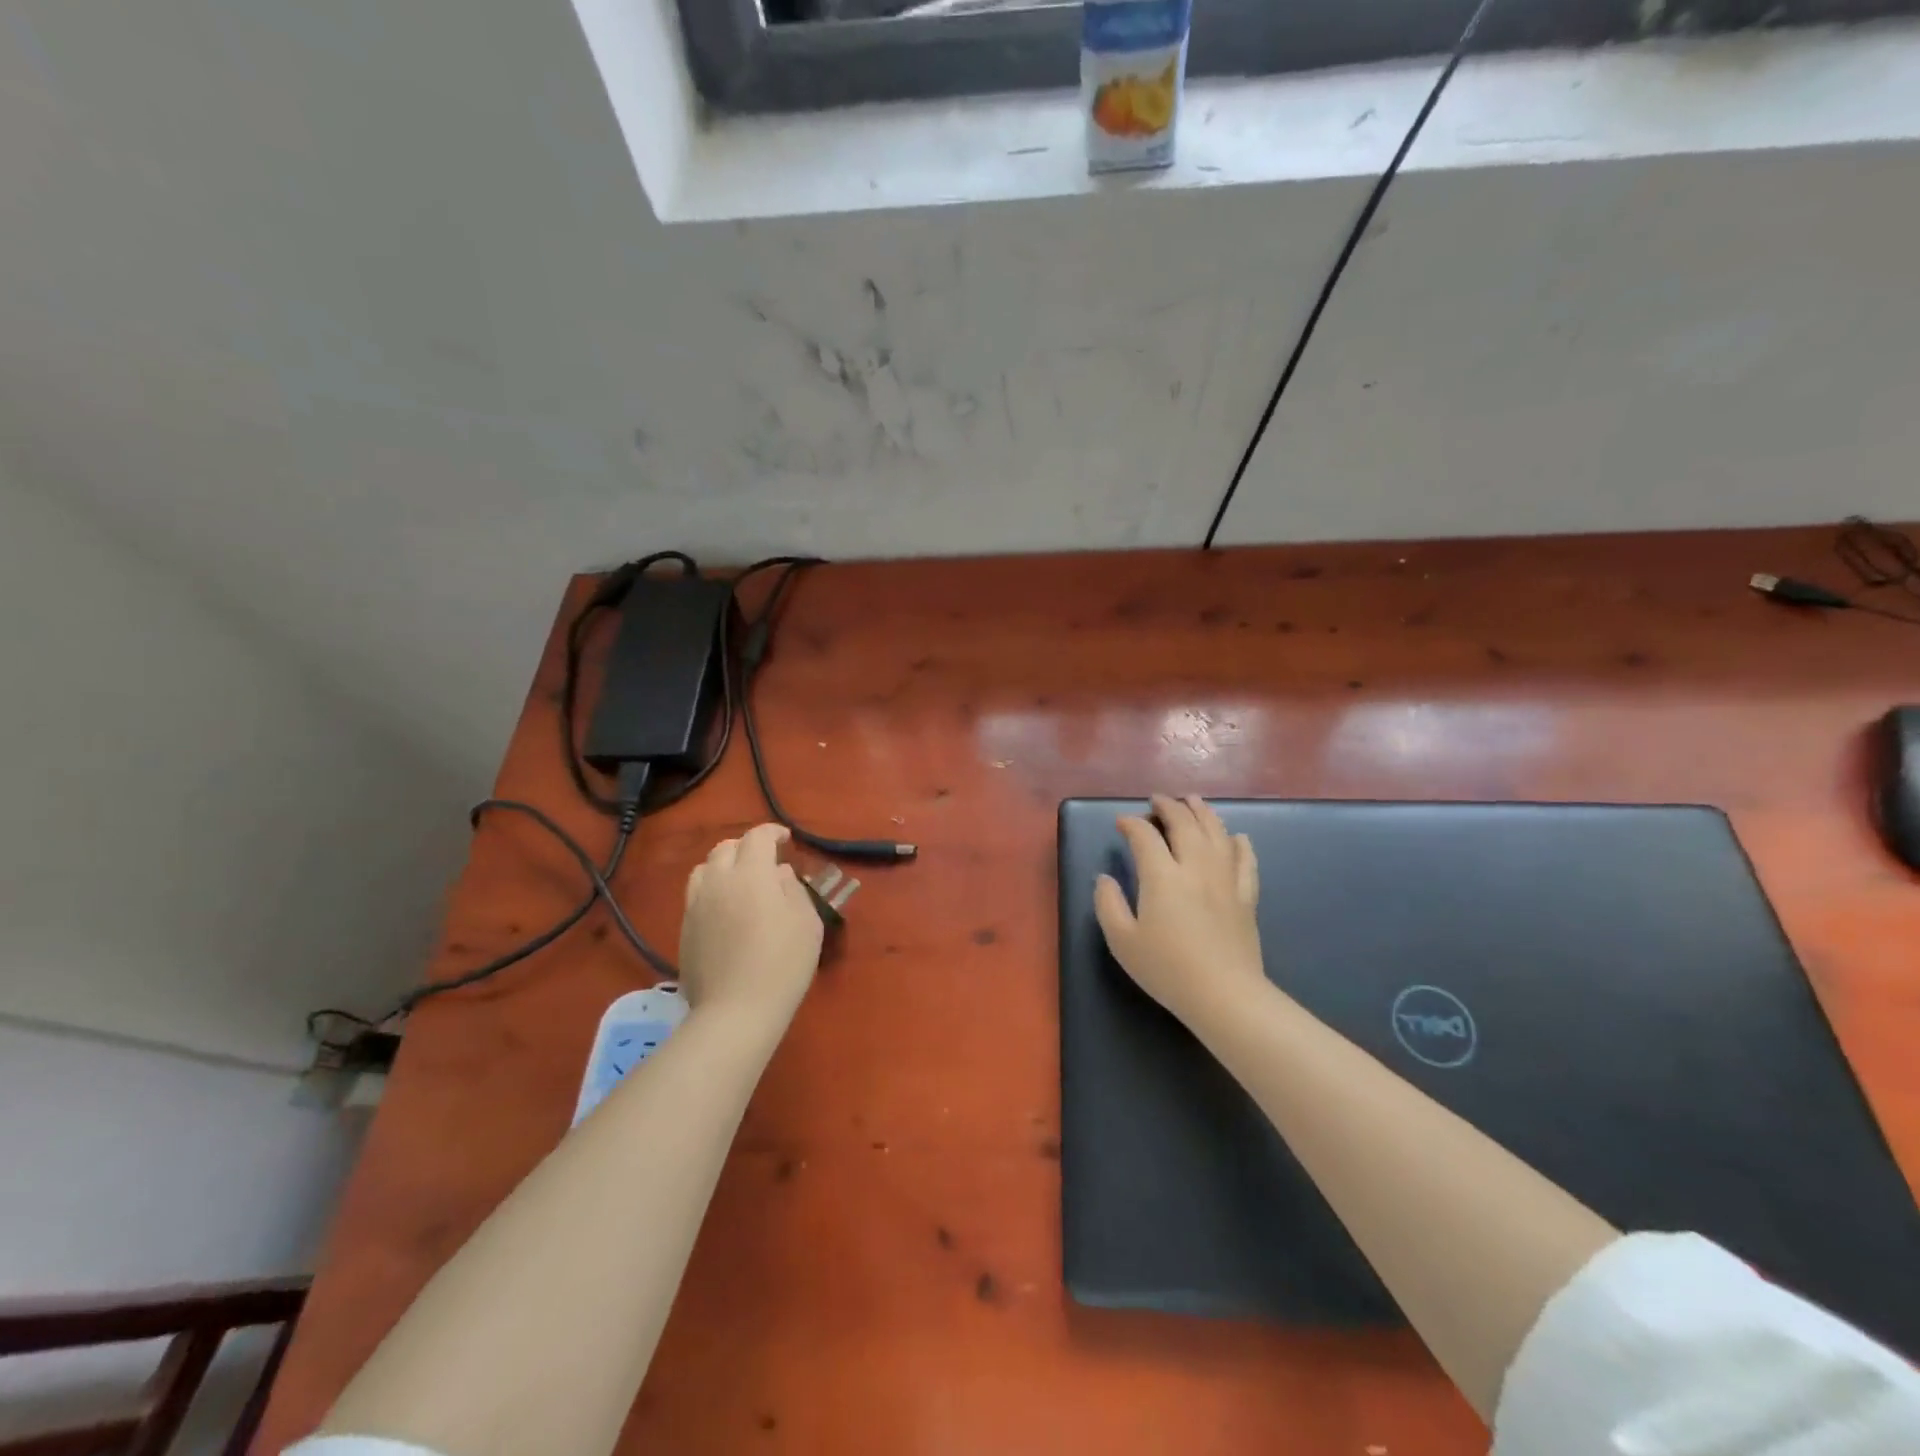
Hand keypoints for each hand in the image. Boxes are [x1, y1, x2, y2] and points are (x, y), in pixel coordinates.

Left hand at [678, 824, 822, 1024]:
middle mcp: (718, 881)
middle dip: (746, 847)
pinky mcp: (685, 929)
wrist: (736, 1011)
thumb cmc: (783, 962)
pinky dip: (712, 890)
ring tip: (739, 881)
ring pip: (705, 869)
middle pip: (726, 848)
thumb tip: (779, 873)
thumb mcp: (807, 922)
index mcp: (751, 873)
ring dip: (723, 866)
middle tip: (764, 860)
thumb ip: (793, 889)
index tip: (786, 839)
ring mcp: (696, 906)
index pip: (757, 837)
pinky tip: (725, 910)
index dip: (772, 832)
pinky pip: (696, 896)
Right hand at [1094, 794, 1264, 1029]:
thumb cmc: (1167, 969)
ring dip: (1203, 812)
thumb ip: (1108, 904)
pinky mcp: (1246, 896)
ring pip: (1217, 833)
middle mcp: (1195, 867)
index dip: (1132, 824)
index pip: (1145, 836)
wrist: (1224, 995)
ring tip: (1193, 801)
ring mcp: (1225, 879)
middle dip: (1169, 806)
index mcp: (1162, 876)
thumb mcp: (1122, 941)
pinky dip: (1240, 844)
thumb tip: (1105, 878)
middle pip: (1185, 823)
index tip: (1122, 823)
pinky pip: (1245, 860)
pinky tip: (1237, 837)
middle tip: (1158, 800)